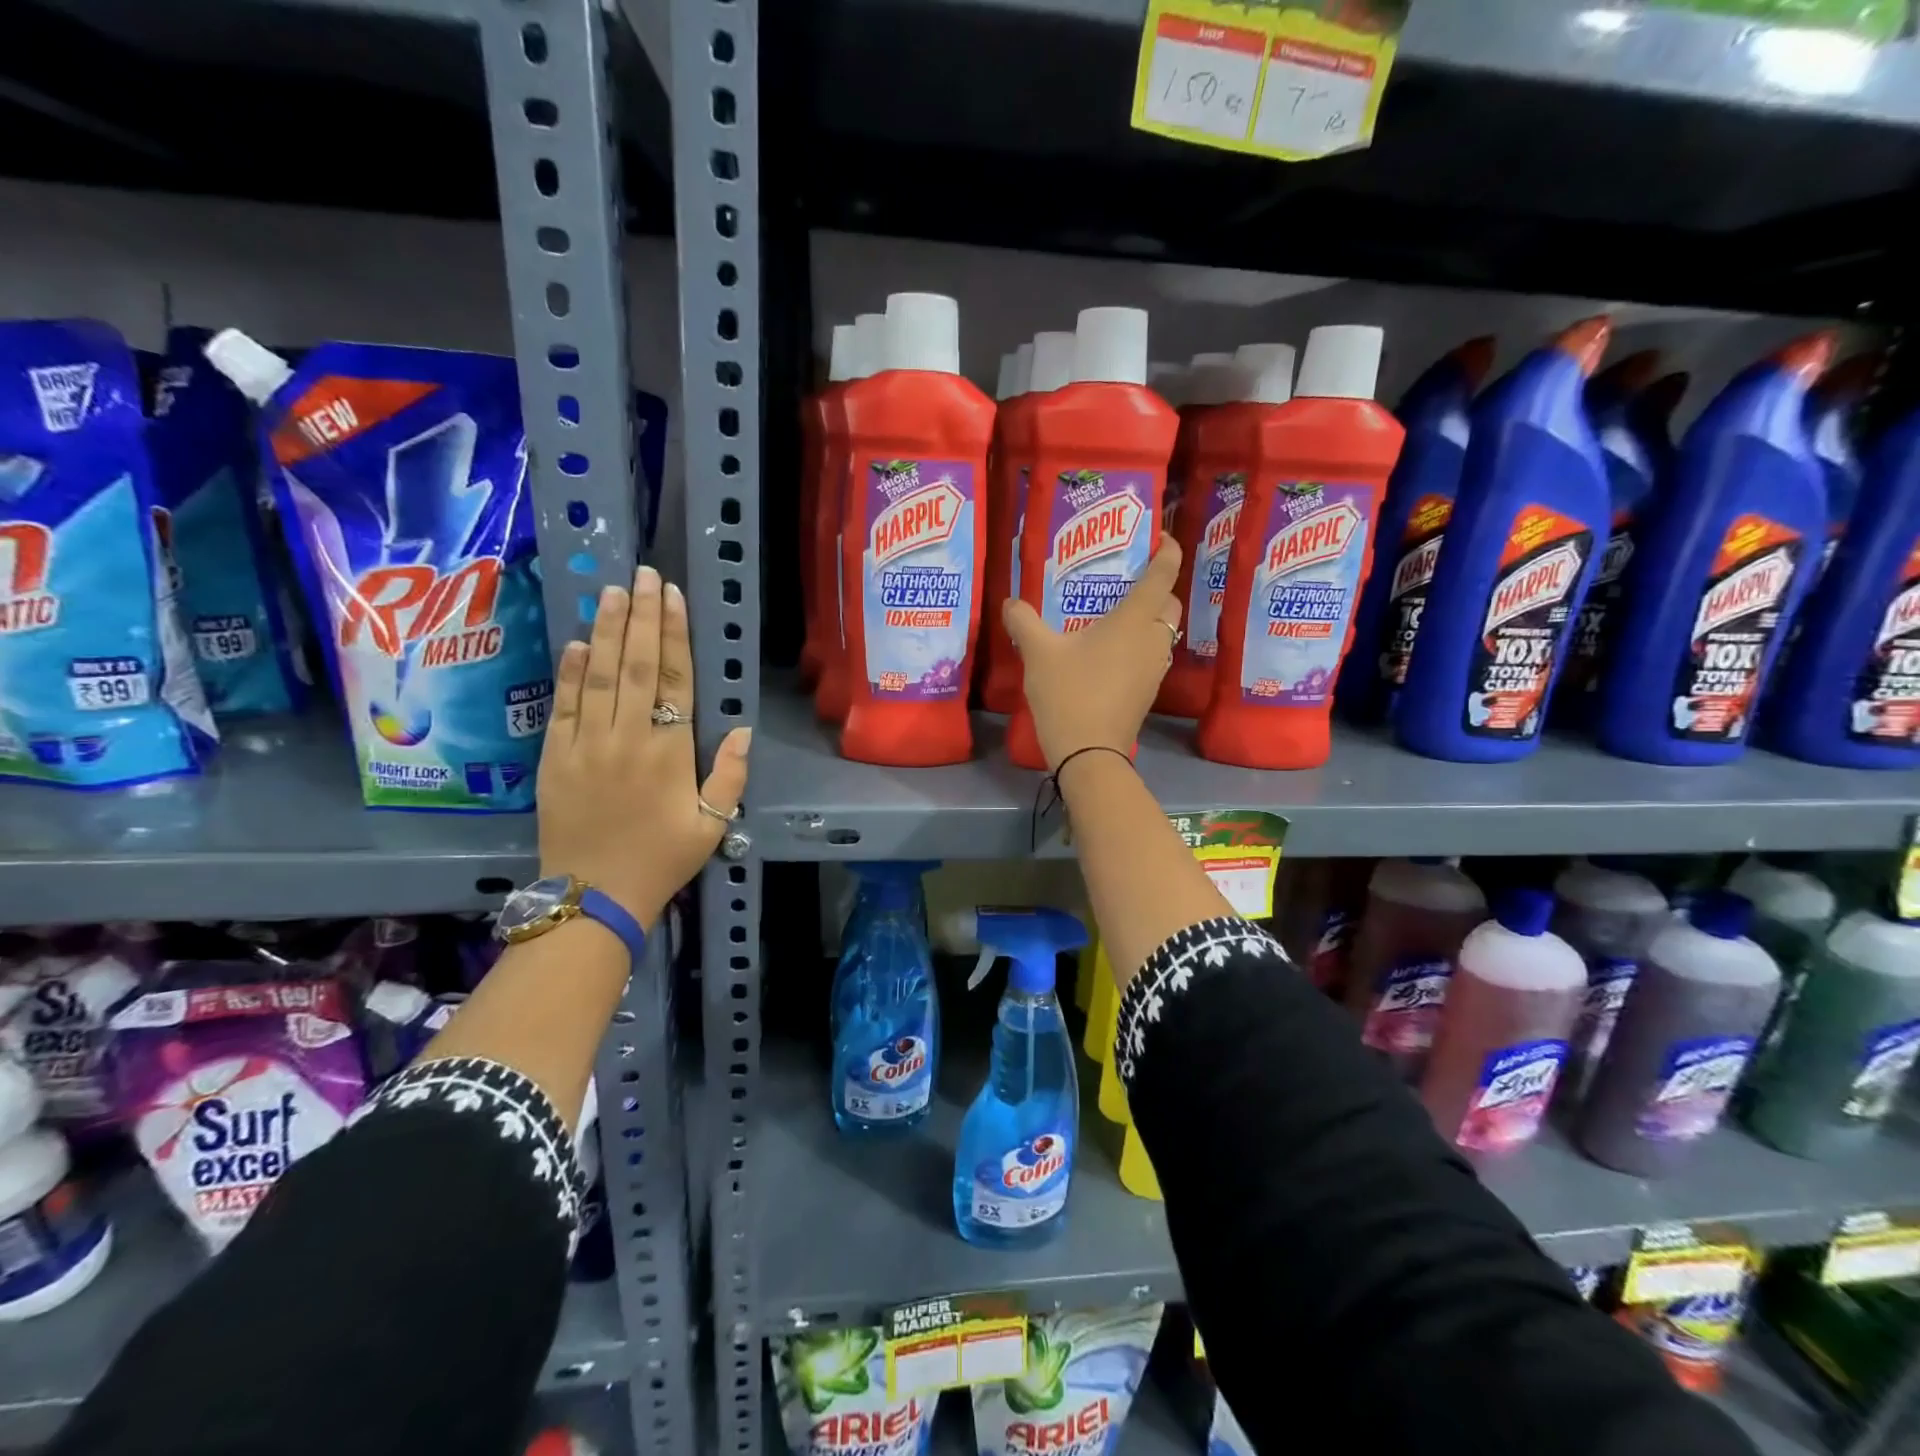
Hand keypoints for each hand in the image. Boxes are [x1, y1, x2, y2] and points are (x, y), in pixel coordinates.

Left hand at [537, 565, 751, 925]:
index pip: (673, 679)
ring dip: (604, 631)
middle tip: (643, 575)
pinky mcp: (553, 758)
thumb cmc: (662, 859)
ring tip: (612, 592)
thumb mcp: (712, 825)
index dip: (673, 635)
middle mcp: (626, 737)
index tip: (672, 597)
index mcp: (668, 751)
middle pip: (634, 665)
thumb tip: (741, 730)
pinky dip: (569, 672)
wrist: (594, 896)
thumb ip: (728, 775)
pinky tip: (575, 643)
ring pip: (596, 676)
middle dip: (640, 616)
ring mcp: (585, 745)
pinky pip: (562, 706)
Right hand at [1003, 539, 1183, 770]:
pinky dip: (1139, 642)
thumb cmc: (1068, 694)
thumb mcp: (1038, 653)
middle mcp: (1153, 638)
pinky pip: (1151, 653)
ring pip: (1163, 630)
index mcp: (1134, 619)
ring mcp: (1154, 667)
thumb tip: (1011, 602)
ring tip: (1114, 612)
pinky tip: (1109, 649)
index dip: (1166, 550)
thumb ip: (1024, 621)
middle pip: (1169, 602)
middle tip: (1126, 578)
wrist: (1088, 753)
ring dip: (1148, 617)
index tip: (1158, 537)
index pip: (1163, 573)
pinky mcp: (1148, 690)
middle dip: (1156, 585)